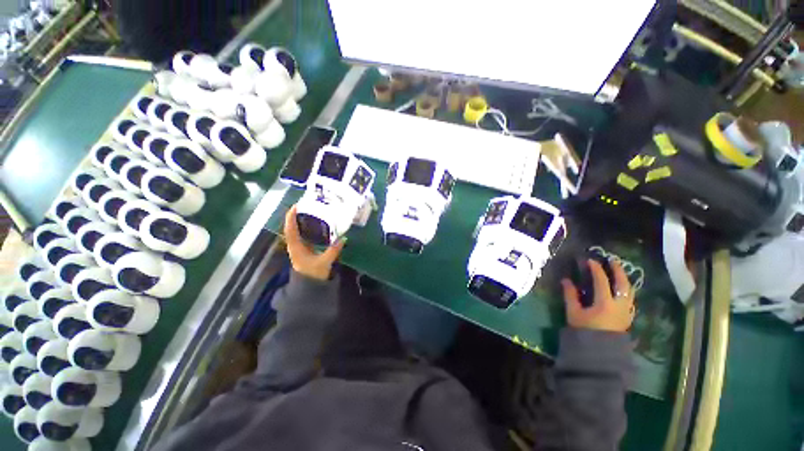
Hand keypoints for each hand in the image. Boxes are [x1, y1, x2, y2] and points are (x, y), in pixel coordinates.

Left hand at [283, 205, 344, 280]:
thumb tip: (343, 239)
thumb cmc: (313, 274)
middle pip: (292, 228)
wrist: (309, 287)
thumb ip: (333, 250)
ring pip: (298, 232)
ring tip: (311, 212)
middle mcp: (295, 246)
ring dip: (302, 222)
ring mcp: (299, 248)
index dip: (291, 218)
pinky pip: (304, 236)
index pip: (291, 230)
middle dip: (297, 216)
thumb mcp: (324, 262)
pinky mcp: (304, 250)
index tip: (296, 206)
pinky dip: (308, 229)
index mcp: (296, 247)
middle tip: (306, 206)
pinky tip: (316, 226)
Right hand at [561, 259, 635, 332]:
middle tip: (613, 260)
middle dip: (618, 270)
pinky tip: (622, 290)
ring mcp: (626, 311)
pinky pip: (630, 299)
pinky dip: (627, 291)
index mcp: (605, 303)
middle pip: (623, 284)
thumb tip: (566, 280)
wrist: (599, 352)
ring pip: (630, 291)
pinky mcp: (627, 317)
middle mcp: (619, 305)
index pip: (602, 281)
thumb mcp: (573, 312)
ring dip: (625, 279)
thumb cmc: (584, 331)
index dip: (596, 269)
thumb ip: (570, 295)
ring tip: (619, 272)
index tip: (590, 260)